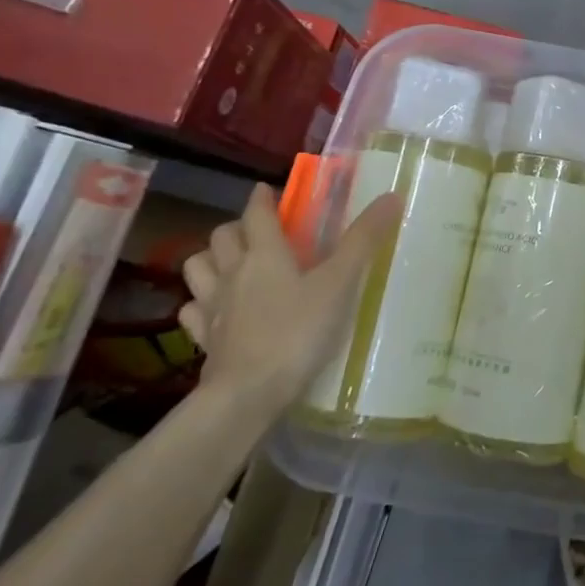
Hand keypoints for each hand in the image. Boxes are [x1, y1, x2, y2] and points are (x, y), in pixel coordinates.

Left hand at [179, 184, 401, 418]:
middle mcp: (232, 273)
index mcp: (264, 254)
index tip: (266, 191)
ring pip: (197, 269)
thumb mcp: (340, 283)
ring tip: (231, 264)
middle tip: (257, 232)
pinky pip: (193, 312)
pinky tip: (217, 311)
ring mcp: (212, 307)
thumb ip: (363, 241)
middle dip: (237, 228)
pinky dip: (201, 304)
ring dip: (211, 260)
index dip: (262, 199)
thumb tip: (391, 196)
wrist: (248, 394)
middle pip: (222, 237)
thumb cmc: (297, 331)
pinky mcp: (204, 340)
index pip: (256, 214)